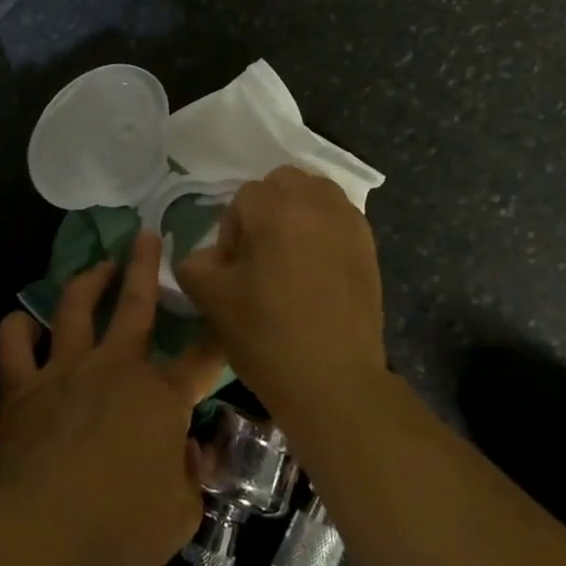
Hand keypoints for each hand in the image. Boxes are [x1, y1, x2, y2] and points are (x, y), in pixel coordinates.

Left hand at [0, 232, 224, 565]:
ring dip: (88, 281)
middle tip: (147, 236)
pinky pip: (13, 344)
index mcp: (160, 397)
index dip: (219, 337)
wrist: (41, 532)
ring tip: (98, 265)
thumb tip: (189, 453)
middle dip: (146, 267)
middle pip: (136, 305)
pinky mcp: (22, 387)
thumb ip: (191, 477)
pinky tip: (25, 323)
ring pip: (76, 307)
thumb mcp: (180, 514)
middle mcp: (115, 368)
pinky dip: (17, 328)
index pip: (202, 360)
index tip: (229, 316)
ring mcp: (65, 371)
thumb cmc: (121, 527)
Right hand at [175, 166, 386, 427]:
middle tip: (261, 256)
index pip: (243, 198)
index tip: (235, 270)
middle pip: (283, 183)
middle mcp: (317, 202)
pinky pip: (339, 218)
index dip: (232, 233)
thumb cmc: (267, 336)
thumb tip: (208, 256)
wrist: (334, 381)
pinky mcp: (369, 246)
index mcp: (276, 207)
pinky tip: (317, 272)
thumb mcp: (211, 299)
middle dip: (267, 210)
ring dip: (297, 215)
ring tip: (290, 260)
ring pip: (315, 195)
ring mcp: (349, 222)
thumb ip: (195, 263)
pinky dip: (323, 231)